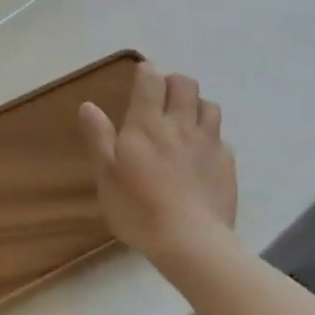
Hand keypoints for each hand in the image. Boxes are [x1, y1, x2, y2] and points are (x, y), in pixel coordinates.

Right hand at [78, 62, 236, 267]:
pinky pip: (222, 138)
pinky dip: (211, 137)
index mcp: (147, 124)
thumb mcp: (106, 174)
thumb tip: (88, 105)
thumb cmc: (138, 208)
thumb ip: (99, 136)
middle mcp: (180, 125)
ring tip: (185, 119)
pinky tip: (202, 154)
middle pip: (185, 85)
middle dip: (174, 82)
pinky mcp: (227, 164)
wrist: (191, 242)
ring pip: (209, 106)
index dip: (147, 72)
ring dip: (196, 105)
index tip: (142, 73)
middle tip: (162, 95)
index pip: (151, 81)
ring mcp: (208, 143)